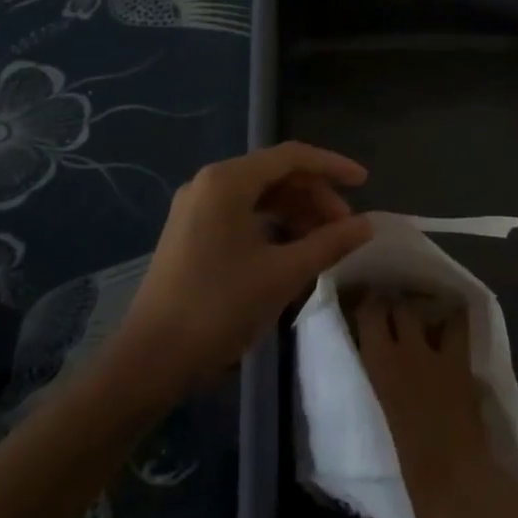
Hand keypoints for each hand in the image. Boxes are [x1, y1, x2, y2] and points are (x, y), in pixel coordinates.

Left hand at [118, 143, 372, 388]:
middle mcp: (209, 182)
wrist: (149, 361)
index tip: (365, 183)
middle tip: (345, 226)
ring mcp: (196, 206)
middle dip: (315, 195)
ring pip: (259, 193)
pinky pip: (241, 212)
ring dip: (295, 211)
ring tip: (323, 241)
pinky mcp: (190, 230)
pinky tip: (291, 249)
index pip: (292, 157)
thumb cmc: (218, 308)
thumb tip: (368, 225)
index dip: (332, 167)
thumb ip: (329, 244)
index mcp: (228, 180)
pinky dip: (272, 224)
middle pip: (275, 173)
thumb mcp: (282, 274)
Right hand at [353, 291, 499, 517]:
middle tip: (389, 309)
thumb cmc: (405, 477)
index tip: (361, 307)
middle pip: (397, 305)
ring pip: (429, 309)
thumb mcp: (373, 431)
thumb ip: (369, 397)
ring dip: (424, 309)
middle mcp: (406, 349)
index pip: (369, 313)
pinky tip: (450, 326)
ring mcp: (439, 353)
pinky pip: (459, 327)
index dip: (365, 304)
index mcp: (378, 366)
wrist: (456, 491)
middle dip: (392, 302)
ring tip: (422, 314)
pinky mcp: (464, 364)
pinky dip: (453, 322)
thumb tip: (366, 386)